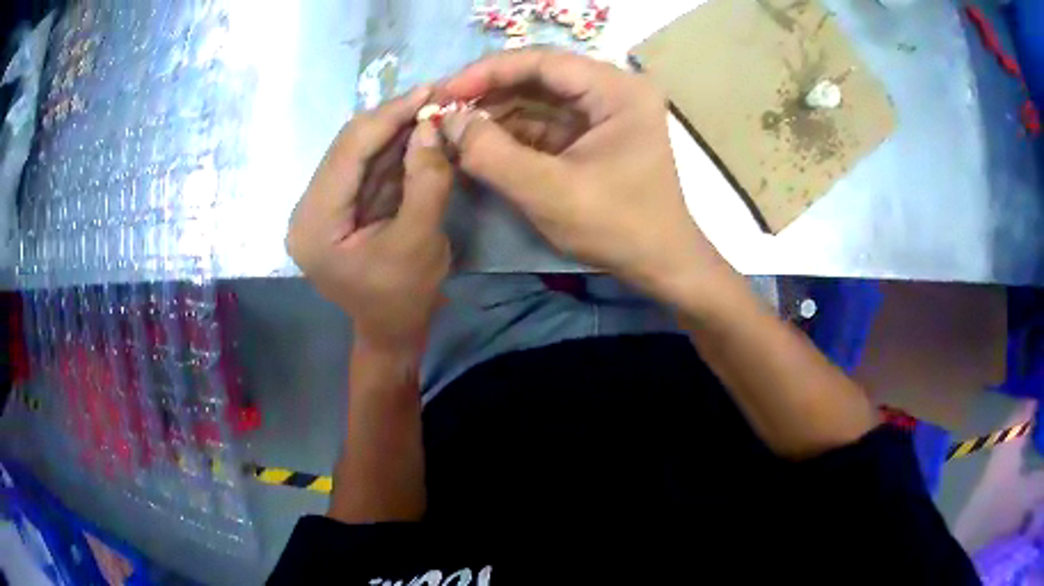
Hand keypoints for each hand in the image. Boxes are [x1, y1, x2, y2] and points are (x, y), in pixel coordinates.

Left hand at [286, 88, 453, 351]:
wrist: (392, 332)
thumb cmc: (404, 298)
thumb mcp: (420, 240)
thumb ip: (426, 180)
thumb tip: (430, 126)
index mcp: (315, 223)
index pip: (348, 152)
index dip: (389, 116)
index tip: (430, 91)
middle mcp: (308, 209)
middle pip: (348, 146)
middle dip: (392, 119)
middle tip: (434, 97)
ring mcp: (320, 206)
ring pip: (356, 151)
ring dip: (393, 130)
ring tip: (430, 108)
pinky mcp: (337, 207)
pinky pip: (364, 167)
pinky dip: (392, 148)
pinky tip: (416, 132)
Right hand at [440, 50, 726, 299]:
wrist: (660, 264)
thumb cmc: (617, 226)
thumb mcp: (549, 191)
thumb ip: (492, 154)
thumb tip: (449, 122)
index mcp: (617, 90)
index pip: (543, 62)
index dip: (489, 71)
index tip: (445, 92)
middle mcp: (614, 90)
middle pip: (541, 77)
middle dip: (490, 93)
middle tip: (445, 111)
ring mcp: (605, 113)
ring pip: (540, 99)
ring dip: (498, 113)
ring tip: (455, 129)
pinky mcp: (594, 135)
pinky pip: (547, 123)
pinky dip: (513, 133)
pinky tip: (481, 143)